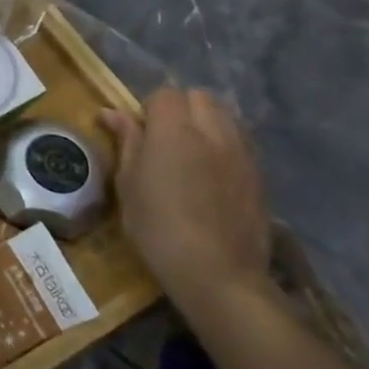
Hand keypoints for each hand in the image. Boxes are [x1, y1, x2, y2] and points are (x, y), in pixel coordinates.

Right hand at [99, 88, 271, 322]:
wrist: (218, 274)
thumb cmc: (158, 227)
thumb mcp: (128, 184)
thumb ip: (126, 141)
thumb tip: (110, 112)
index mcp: (174, 130)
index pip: (165, 94)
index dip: (149, 108)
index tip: (138, 133)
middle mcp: (212, 131)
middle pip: (199, 97)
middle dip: (180, 108)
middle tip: (163, 138)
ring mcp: (241, 152)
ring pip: (224, 116)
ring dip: (205, 122)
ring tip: (189, 152)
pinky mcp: (258, 175)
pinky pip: (240, 142)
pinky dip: (224, 144)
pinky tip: (211, 173)